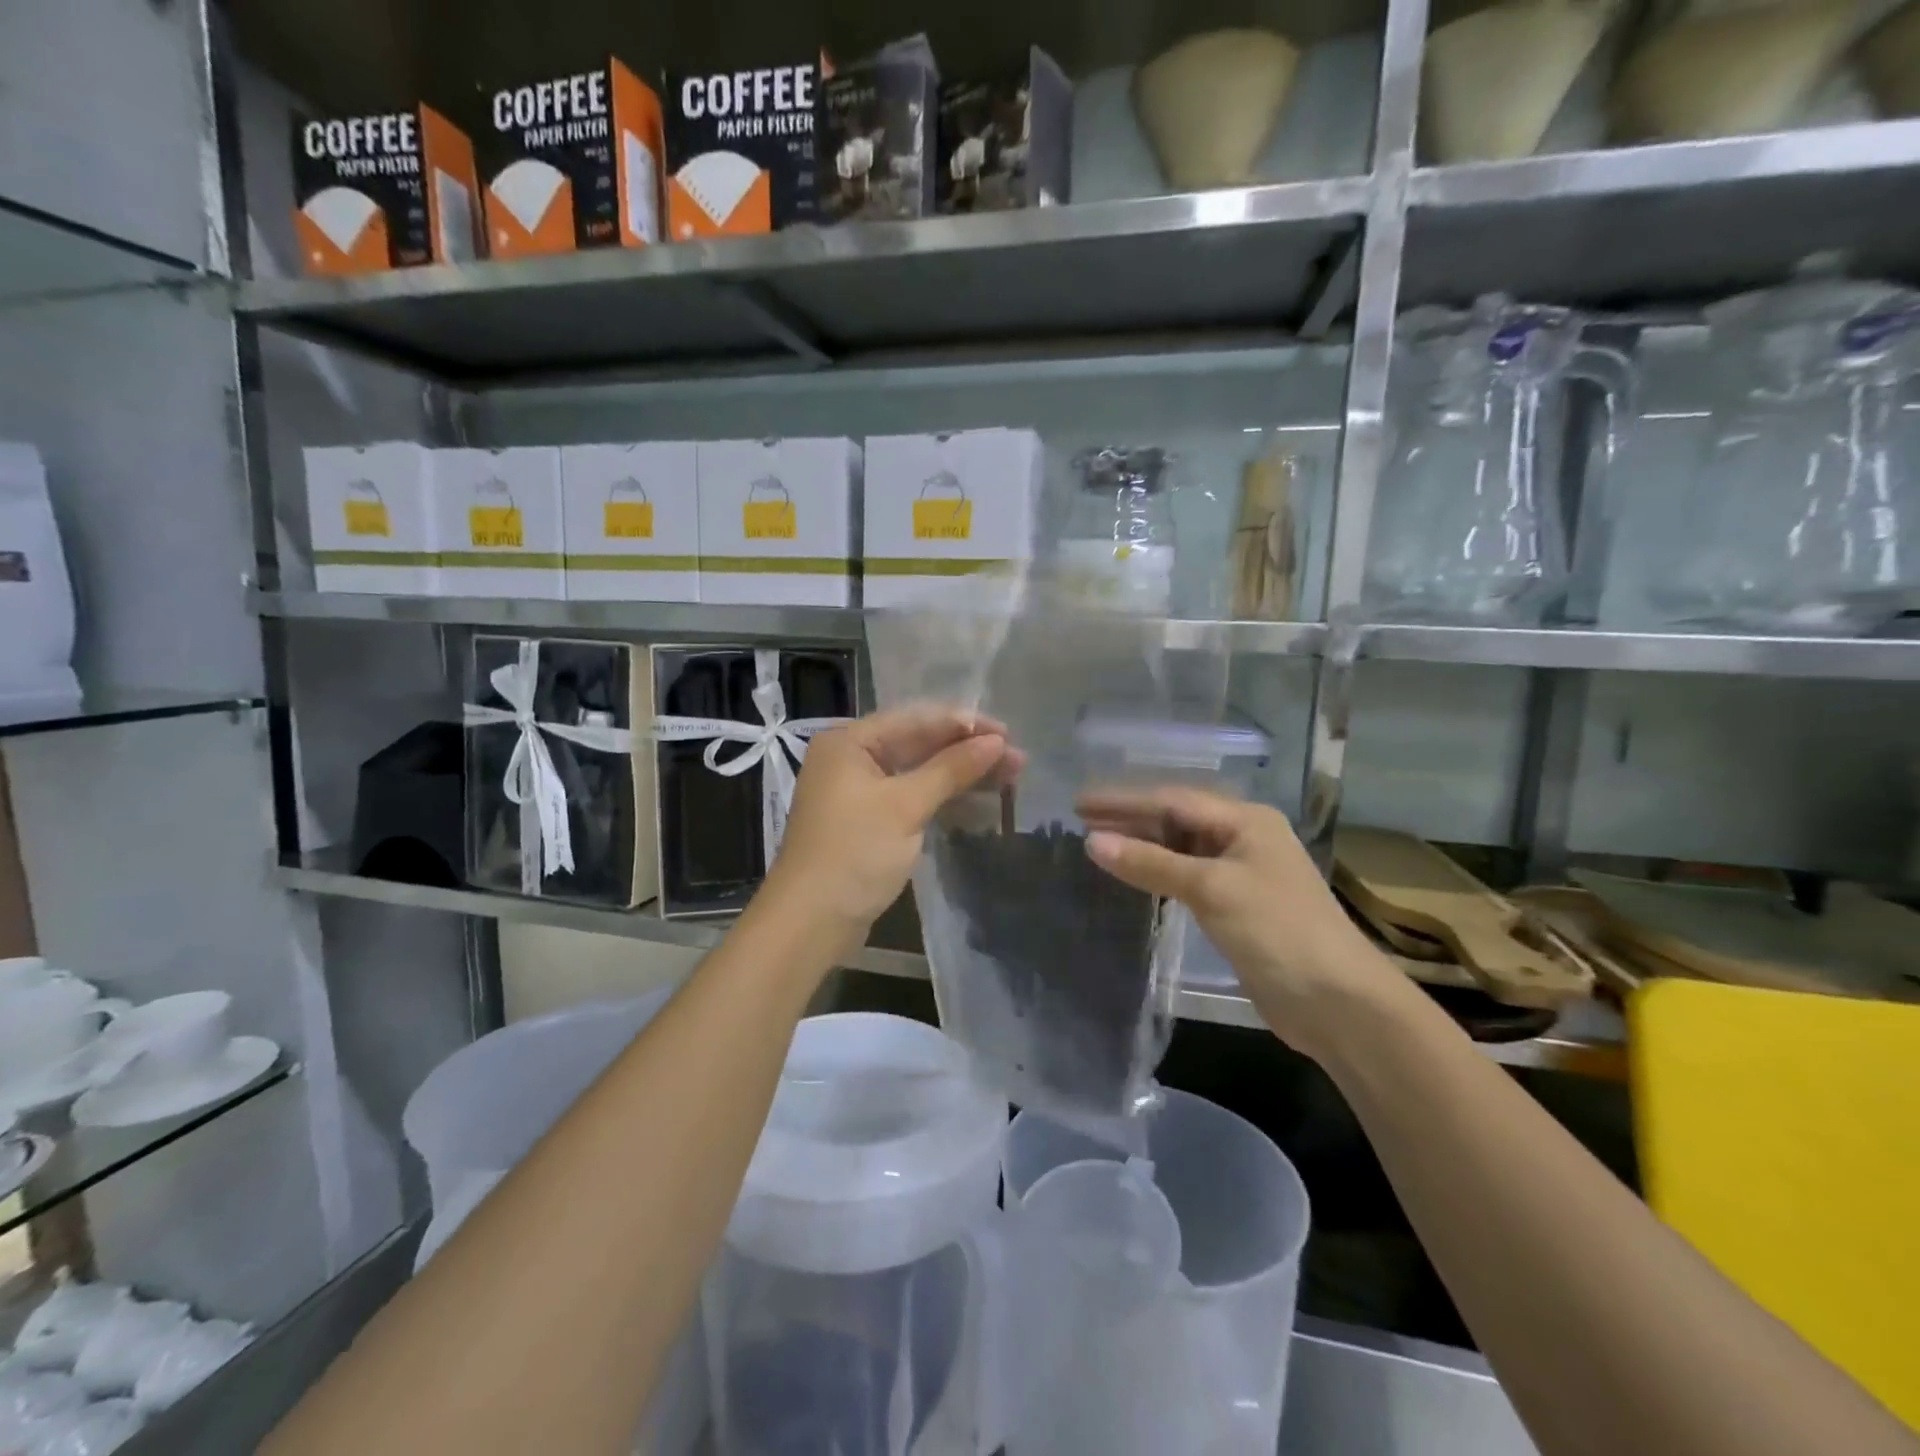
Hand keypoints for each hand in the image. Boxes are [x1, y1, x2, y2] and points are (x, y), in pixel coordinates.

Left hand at [764, 707, 1019, 935]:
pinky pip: (911, 796)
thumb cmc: (854, 853)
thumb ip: (951, 769)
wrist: (810, 922)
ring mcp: (858, 791)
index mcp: (849, 741)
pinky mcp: (868, 820)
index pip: (915, 719)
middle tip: (1017, 760)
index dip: (965, 724)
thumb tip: (996, 742)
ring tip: (1010, 777)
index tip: (1008, 734)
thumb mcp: (905, 806)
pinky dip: (942, 796)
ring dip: (960, 773)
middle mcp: (851, 758)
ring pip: (918, 771)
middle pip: (918, 743)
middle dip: (967, 750)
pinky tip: (977, 799)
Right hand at [1079, 788, 1405, 1060]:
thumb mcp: (1212, 889)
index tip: (1079, 803)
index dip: (1124, 801)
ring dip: (1141, 846)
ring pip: (1180, 849)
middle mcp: (1243, 838)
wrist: (1338, 1003)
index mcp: (1246, 821)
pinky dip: (1157, 874)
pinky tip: (1133, 876)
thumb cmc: (1277, 931)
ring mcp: (1241, 874)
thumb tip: (1092, 841)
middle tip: (1080, 820)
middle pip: (1176, 820)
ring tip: (1096, 844)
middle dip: (1129, 819)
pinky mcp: (1236, 907)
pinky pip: (1187, 878)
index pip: (1172, 800)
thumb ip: (1151, 863)